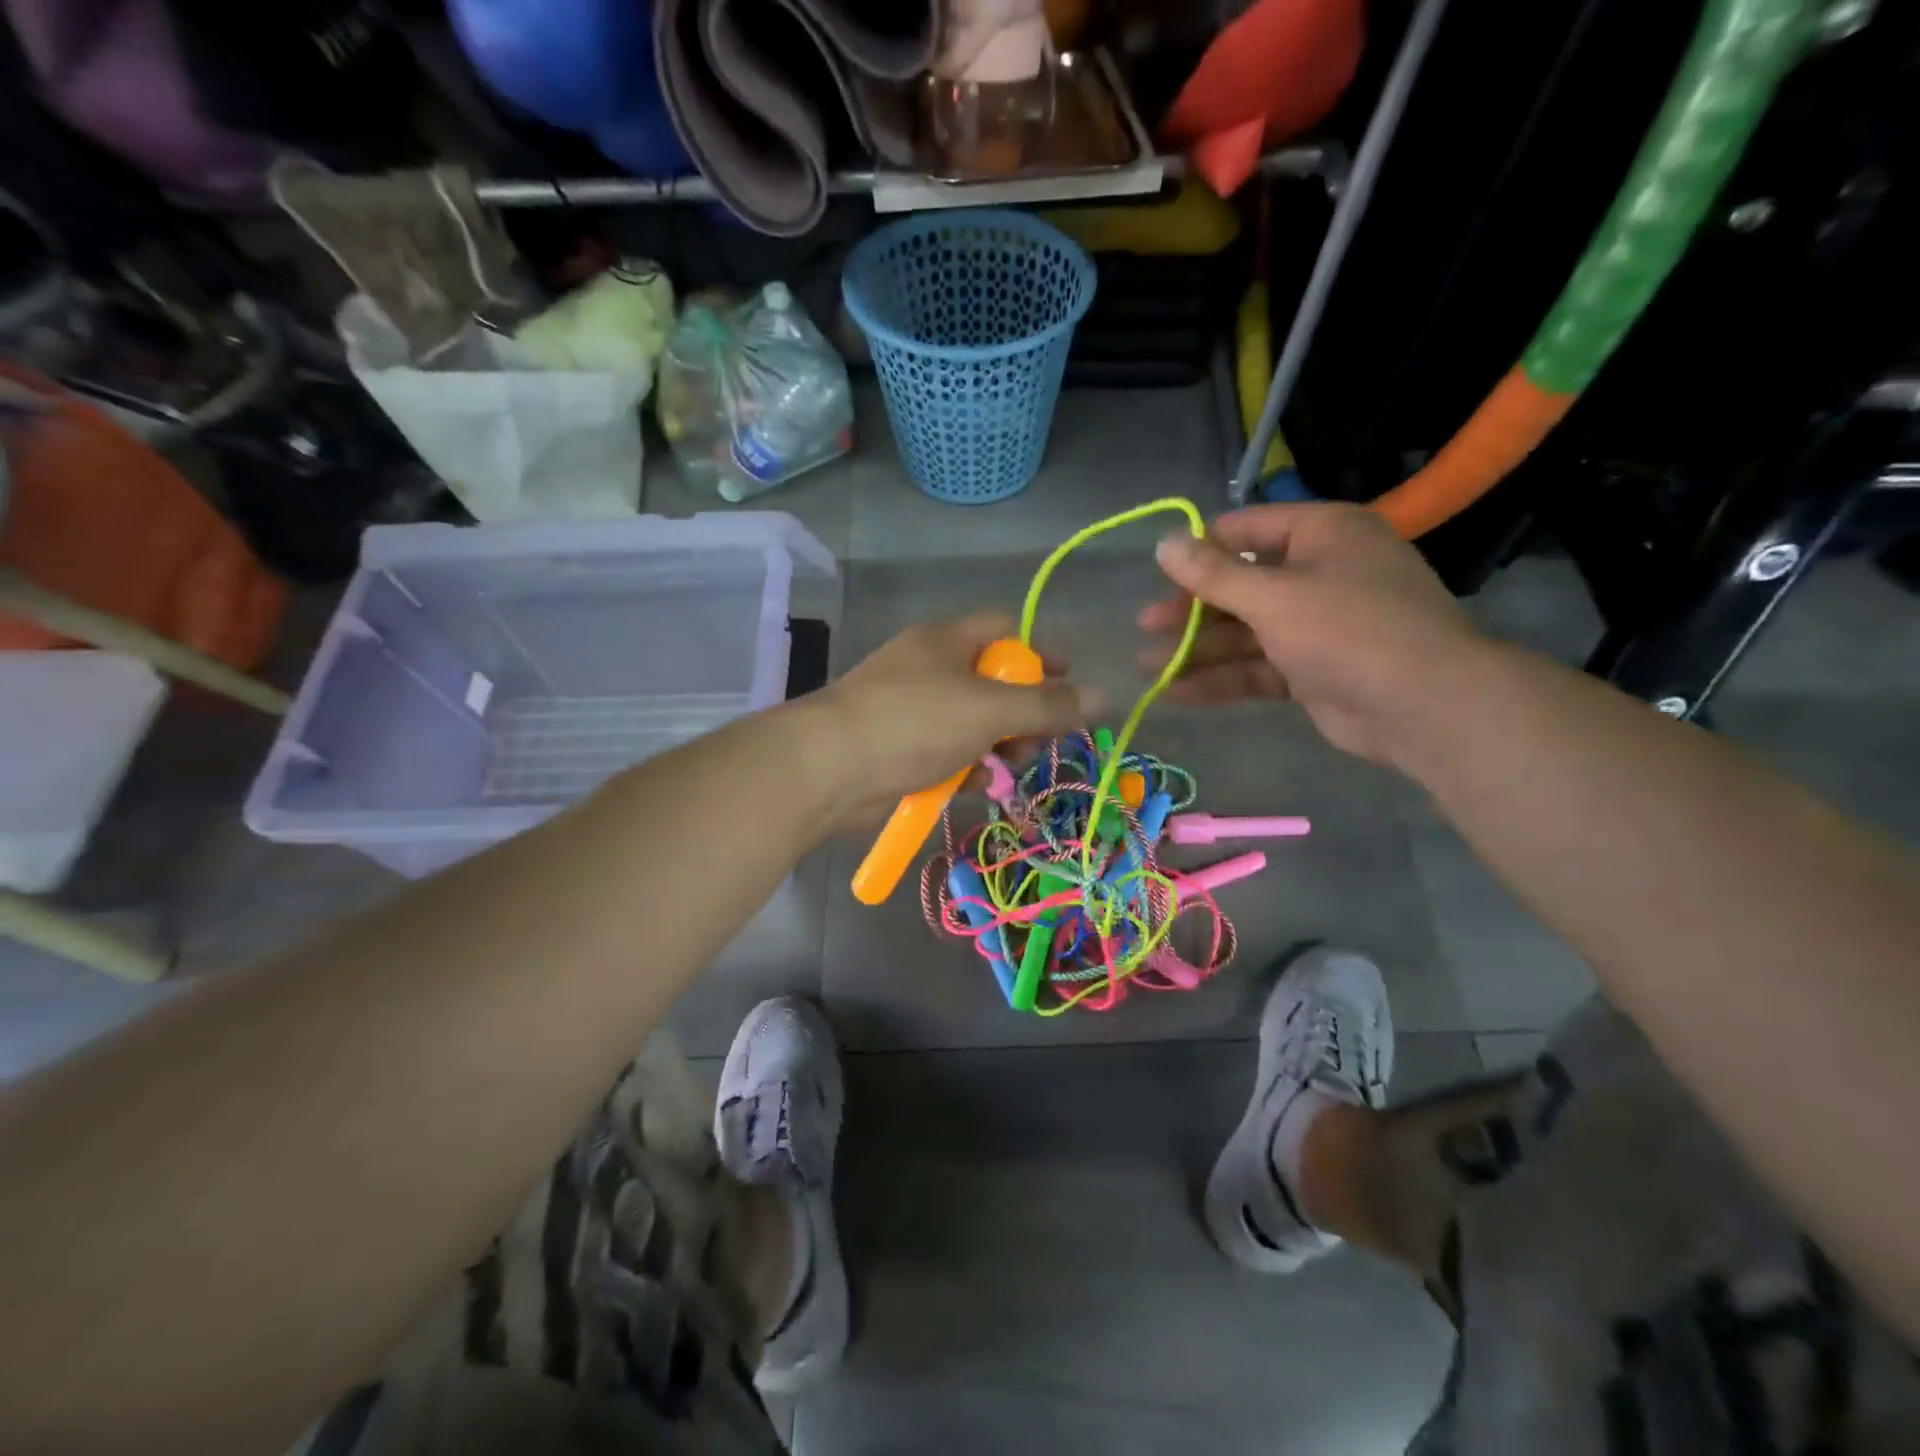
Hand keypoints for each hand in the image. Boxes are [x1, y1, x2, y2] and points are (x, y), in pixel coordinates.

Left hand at [809, 612, 1095, 829]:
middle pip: (994, 682)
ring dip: (998, 746)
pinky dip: (966, 767)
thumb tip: (1104, 696)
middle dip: (1023, 713)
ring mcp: (913, 710)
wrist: (829, 769)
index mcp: (947, 640)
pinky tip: (974, 784)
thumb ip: (1048, 706)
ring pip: (974, 723)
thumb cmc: (914, 722)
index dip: (1042, 652)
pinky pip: (949, 752)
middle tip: (1036, 741)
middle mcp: (930, 668)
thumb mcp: (990, 710)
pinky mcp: (901, 748)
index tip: (1070, 684)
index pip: (1006, 629)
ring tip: (1004, 767)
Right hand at [1138, 503, 1485, 766]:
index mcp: (1322, 535)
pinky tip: (1176, 692)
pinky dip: (1221, 679)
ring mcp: (1318, 626)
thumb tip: (1163, 543)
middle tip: (1146, 624)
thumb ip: (1213, 574)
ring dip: (1198, 649)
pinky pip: (1259, 668)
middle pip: (1241, 585)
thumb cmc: (1348, 629)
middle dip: (1192, 609)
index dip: (1202, 549)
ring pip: (1246, 632)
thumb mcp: (1272, 595)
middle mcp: (1320, 573)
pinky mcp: (1313, 671)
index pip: (1248, 530)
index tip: (1161, 572)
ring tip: (1147, 665)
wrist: (1423, 706)